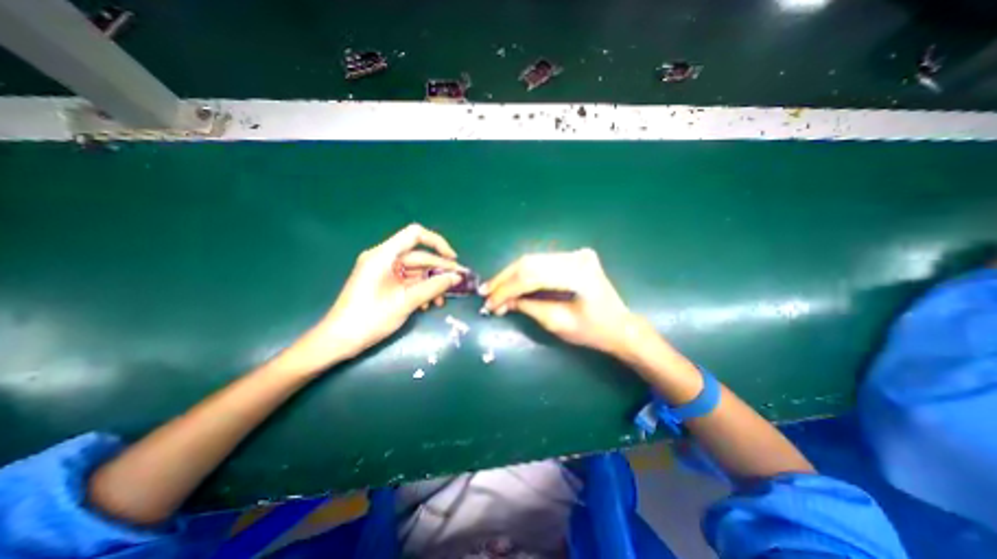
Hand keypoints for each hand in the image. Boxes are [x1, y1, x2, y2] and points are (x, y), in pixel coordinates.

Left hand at [276, 221, 463, 369]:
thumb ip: (433, 287)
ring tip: (442, 301)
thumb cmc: (369, 319)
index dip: (437, 243)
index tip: (452, 259)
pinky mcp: (384, 283)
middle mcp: (384, 258)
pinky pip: (408, 281)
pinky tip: (428, 305)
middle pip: (418, 256)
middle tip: (457, 282)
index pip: (415, 235)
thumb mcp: (405, 302)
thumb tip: (456, 278)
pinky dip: (420, 290)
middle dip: (439, 269)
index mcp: (383, 255)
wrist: (339, 341)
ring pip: (415, 271)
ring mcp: (383, 271)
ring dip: (431, 284)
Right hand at [482, 248, 633, 352]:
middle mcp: (577, 256)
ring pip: (533, 259)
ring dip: (511, 275)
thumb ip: (529, 307)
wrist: (621, 326)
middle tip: (486, 293)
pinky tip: (511, 282)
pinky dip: (524, 273)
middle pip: (530, 262)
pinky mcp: (573, 256)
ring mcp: (576, 253)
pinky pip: (541, 262)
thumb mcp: (558, 323)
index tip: (489, 302)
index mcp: (578, 274)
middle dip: (504, 279)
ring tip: (494, 289)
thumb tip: (502, 301)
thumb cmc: (593, 332)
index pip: (532, 276)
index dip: (507, 289)